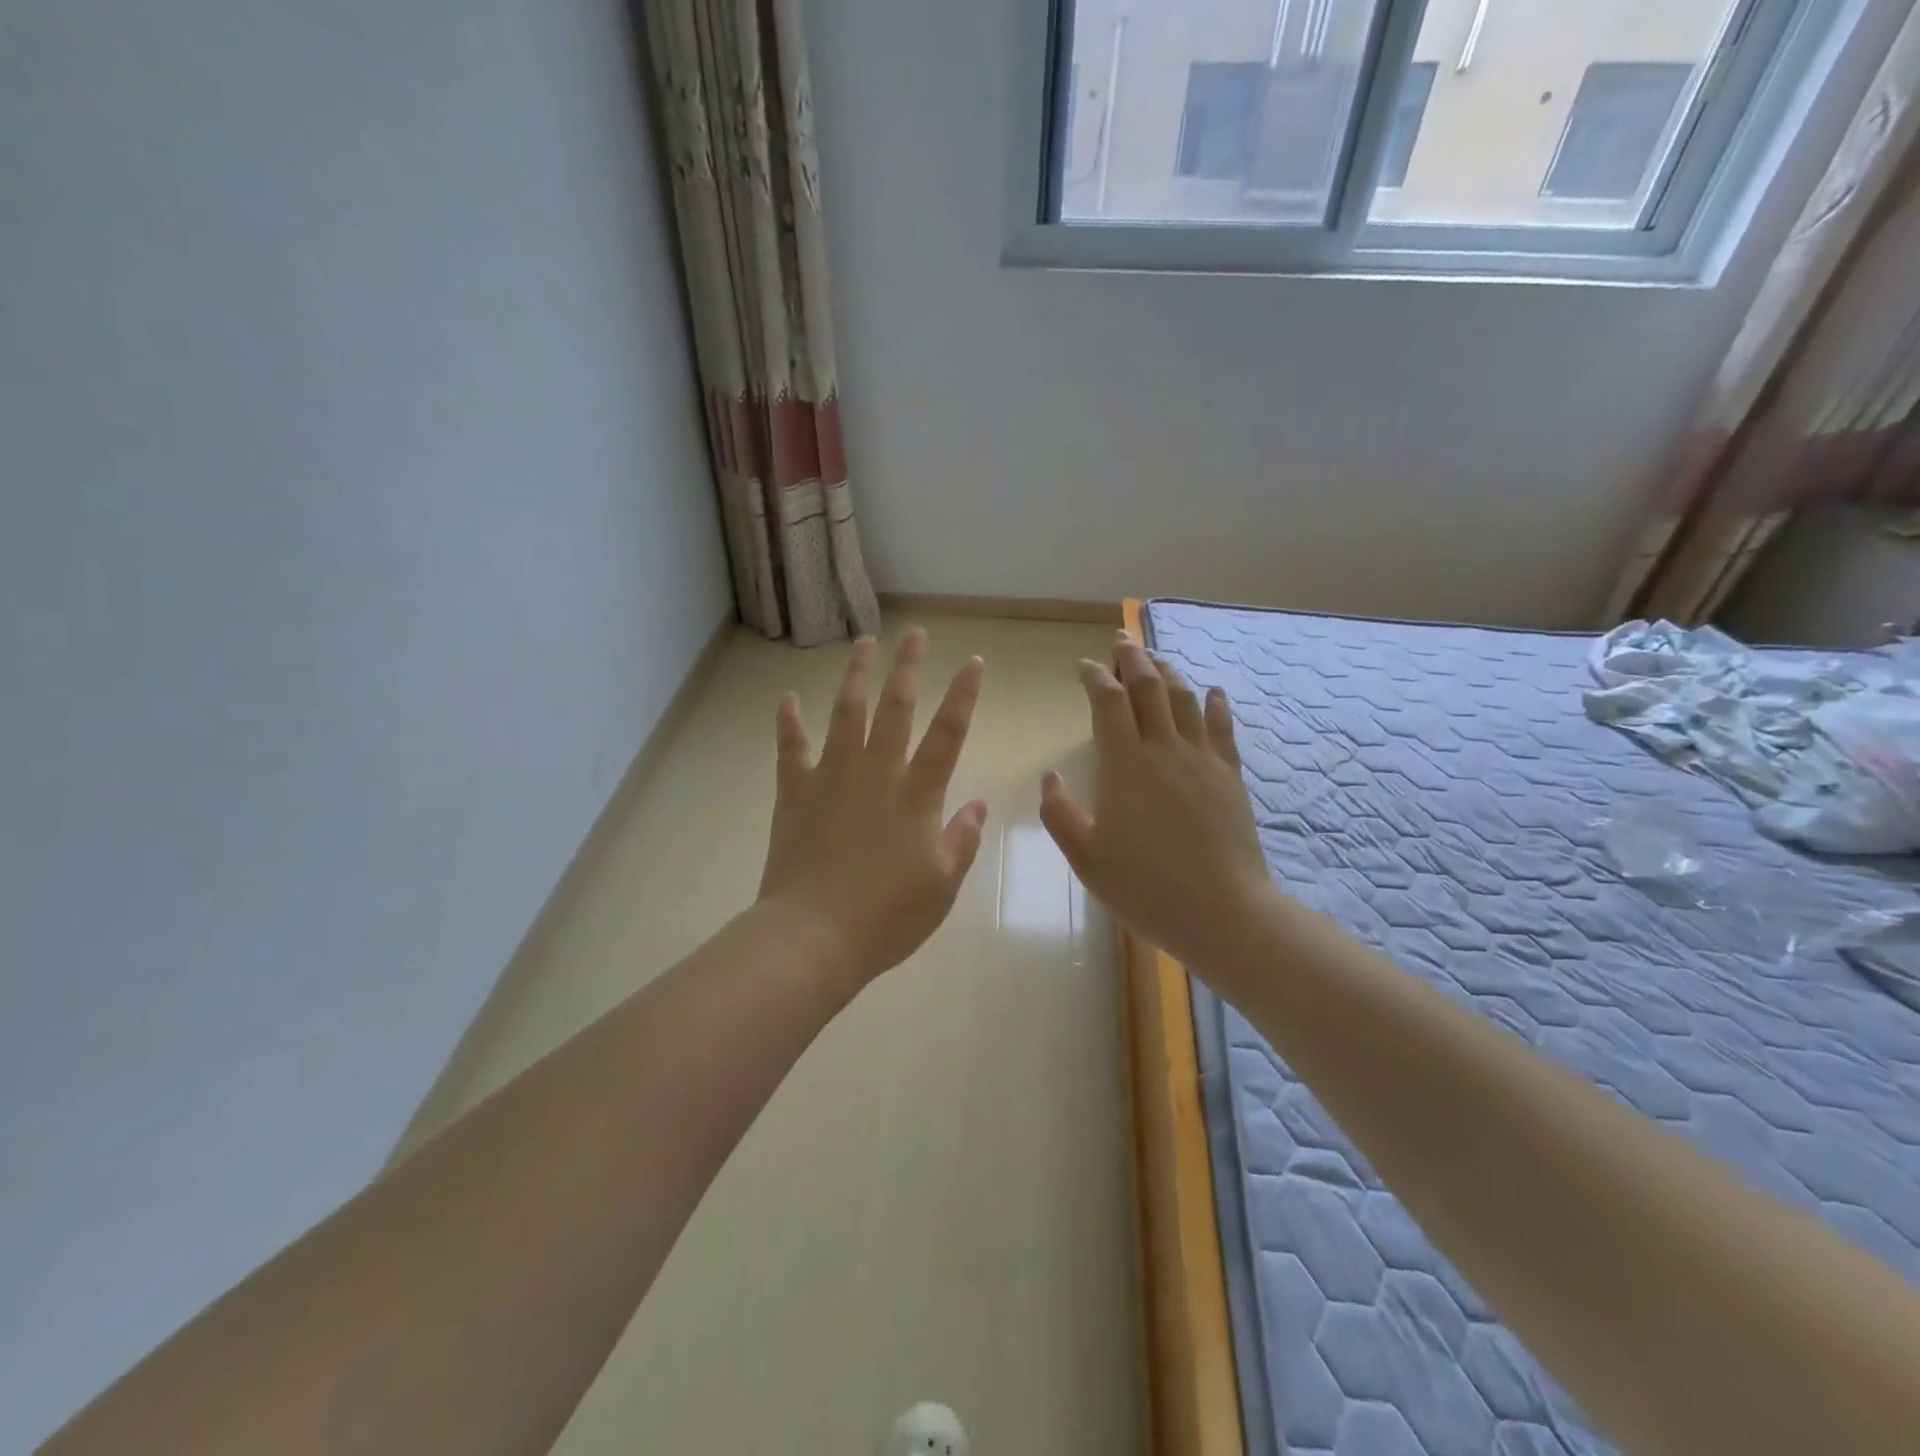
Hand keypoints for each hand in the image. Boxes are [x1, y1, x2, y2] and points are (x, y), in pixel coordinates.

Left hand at [757, 629, 988, 995]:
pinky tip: (787, 698)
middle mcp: (876, 772)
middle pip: (895, 707)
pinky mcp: (795, 792)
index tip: (973, 661)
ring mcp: (831, 777)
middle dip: (908, 667)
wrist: (813, 936)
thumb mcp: (942, 884)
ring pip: (846, 713)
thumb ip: (962, 839)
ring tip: (864, 644)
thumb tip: (978, 804)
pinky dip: (788, 722)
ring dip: (856, 676)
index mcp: (917, 794)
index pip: (948, 733)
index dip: (963, 695)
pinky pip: (791, 748)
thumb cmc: (887, 916)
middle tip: (915, 634)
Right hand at [1040, 632, 1275, 972]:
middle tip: (1121, 639)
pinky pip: (1223, 729)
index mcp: (1125, 764)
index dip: (1094, 677)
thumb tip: (1050, 777)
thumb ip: (1060, 814)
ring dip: (1168, 671)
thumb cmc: (1146, 888)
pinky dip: (1215, 704)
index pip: (1108, 702)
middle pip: (1148, 687)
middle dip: (1132, 658)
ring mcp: (1202, 760)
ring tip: (1156, 658)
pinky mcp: (1230, 776)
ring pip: (1184, 699)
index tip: (1083, 665)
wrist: (1223, 913)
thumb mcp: (1086, 858)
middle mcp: (1164, 749)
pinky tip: (1213, 692)